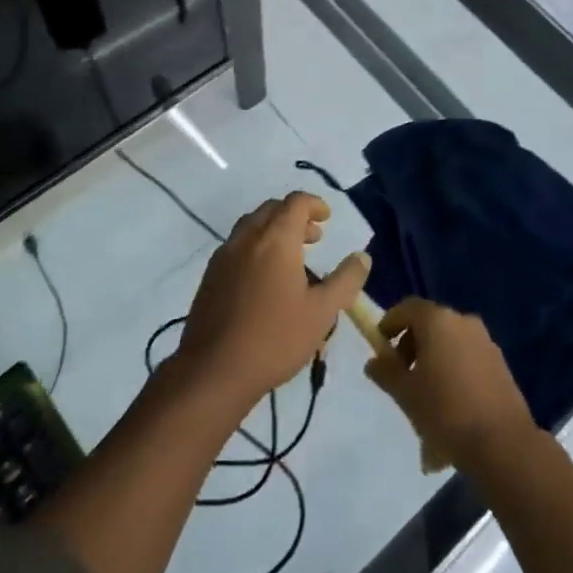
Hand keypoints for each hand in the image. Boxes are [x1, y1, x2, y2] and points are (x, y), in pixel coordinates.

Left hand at [175, 192, 370, 413]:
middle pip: (271, 209)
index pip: (295, 202)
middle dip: (294, 216)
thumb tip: (362, 256)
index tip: (327, 219)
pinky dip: (255, 247)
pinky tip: (264, 280)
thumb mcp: (322, 312)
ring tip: (291, 259)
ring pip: (251, 226)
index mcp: (276, 239)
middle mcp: (247, 238)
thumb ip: (346, 280)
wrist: (215, 369)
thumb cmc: (275, 337)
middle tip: (314, 239)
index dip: (314, 204)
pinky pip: (236, 246)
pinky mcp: (210, 276)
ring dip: (273, 231)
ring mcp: (223, 256)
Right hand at [363, 298, 536, 471]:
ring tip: (425, 398)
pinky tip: (450, 406)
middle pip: (429, 324)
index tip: (380, 347)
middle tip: (401, 377)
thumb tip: (374, 361)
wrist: (503, 444)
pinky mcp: (500, 363)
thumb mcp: (405, 393)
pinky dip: (453, 372)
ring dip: (432, 362)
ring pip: (449, 343)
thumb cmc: (445, 411)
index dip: (390, 323)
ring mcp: (485, 341)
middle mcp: (463, 321)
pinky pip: (467, 358)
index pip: (407, 308)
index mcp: (438, 321)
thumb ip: (386, 371)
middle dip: (411, 346)